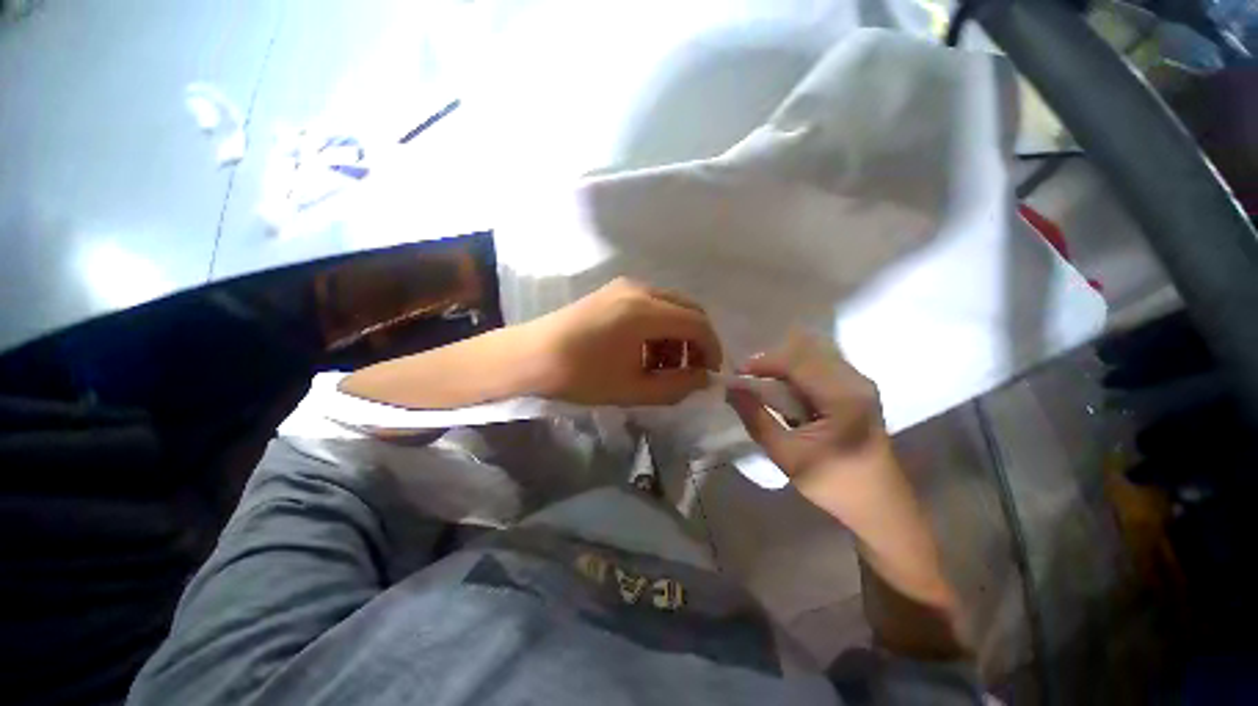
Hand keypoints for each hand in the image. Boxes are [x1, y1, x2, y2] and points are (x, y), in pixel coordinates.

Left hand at [522, 278, 722, 405]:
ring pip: (670, 305)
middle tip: (691, 369)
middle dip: (697, 340)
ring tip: (664, 364)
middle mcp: (640, 289)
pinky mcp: (614, 291)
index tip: (710, 373)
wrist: (531, 357)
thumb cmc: (580, 376)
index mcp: (646, 311)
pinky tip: (645, 349)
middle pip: (688, 309)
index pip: (698, 323)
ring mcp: (625, 286)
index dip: (712, 349)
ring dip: (677, 333)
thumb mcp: (633, 389)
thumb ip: (676, 385)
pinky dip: (660, 325)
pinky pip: (651, 304)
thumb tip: (703, 379)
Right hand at [727, 330, 889, 505]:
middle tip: (747, 379)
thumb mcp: (786, 455)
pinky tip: (785, 391)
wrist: (880, 506)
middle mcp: (856, 382)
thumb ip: (756, 418)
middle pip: (806, 354)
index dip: (764, 362)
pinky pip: (821, 369)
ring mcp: (860, 384)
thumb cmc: (833, 483)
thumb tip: (731, 389)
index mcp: (843, 398)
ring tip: (762, 384)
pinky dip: (797, 374)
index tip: (737, 373)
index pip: (797, 362)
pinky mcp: (858, 390)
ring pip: (813, 358)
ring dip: (784, 367)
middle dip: (772, 362)